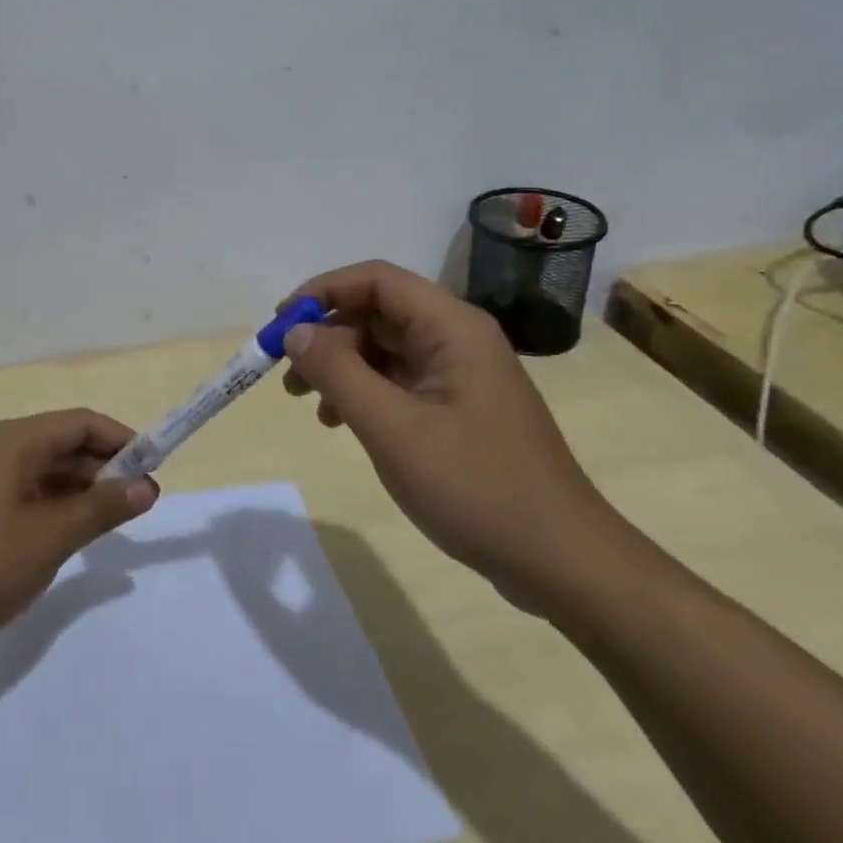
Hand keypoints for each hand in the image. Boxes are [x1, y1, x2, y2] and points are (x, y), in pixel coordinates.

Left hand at [0, 409, 158, 664]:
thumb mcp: (50, 537)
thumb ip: (101, 508)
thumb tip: (148, 485)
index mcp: (17, 441)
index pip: (81, 422)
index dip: (122, 440)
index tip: (155, 468)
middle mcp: (1, 449)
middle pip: (65, 443)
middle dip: (105, 467)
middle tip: (141, 503)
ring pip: (48, 470)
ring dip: (83, 489)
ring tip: (113, 522)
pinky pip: (29, 492)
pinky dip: (57, 506)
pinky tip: (71, 535)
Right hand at [279, 260, 628, 606]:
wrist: (561, 562)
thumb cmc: (475, 486)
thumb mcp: (391, 427)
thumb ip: (337, 371)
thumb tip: (295, 332)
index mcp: (451, 327)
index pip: (375, 279)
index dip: (322, 292)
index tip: (281, 324)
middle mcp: (457, 338)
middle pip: (376, 312)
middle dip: (326, 335)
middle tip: (288, 374)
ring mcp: (459, 374)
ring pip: (383, 347)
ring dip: (340, 366)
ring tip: (307, 402)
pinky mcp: (458, 407)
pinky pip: (398, 380)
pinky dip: (363, 392)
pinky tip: (340, 423)